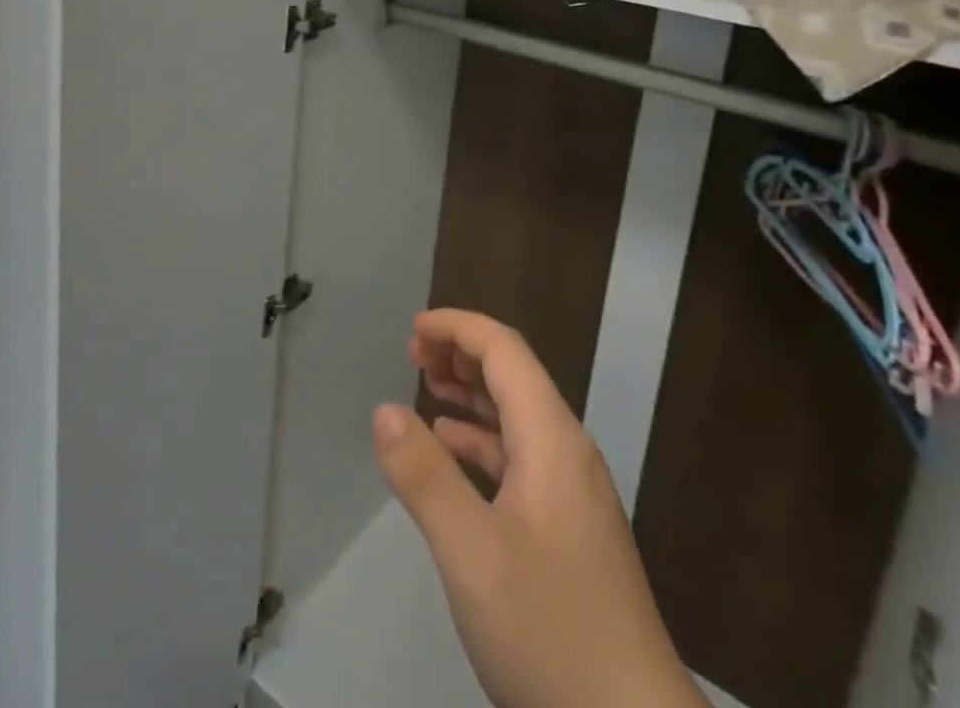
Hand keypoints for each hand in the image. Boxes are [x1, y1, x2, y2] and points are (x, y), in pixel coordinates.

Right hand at [372, 310, 705, 707]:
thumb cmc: (551, 632)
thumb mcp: (471, 553)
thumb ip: (424, 476)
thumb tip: (385, 409)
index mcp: (552, 440)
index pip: (505, 350)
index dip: (458, 327)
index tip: (413, 329)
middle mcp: (568, 454)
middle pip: (514, 376)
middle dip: (462, 354)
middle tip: (413, 354)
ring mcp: (574, 495)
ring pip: (518, 417)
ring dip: (471, 394)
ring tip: (426, 389)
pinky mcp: (572, 531)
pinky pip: (522, 458)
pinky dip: (484, 441)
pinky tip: (455, 456)